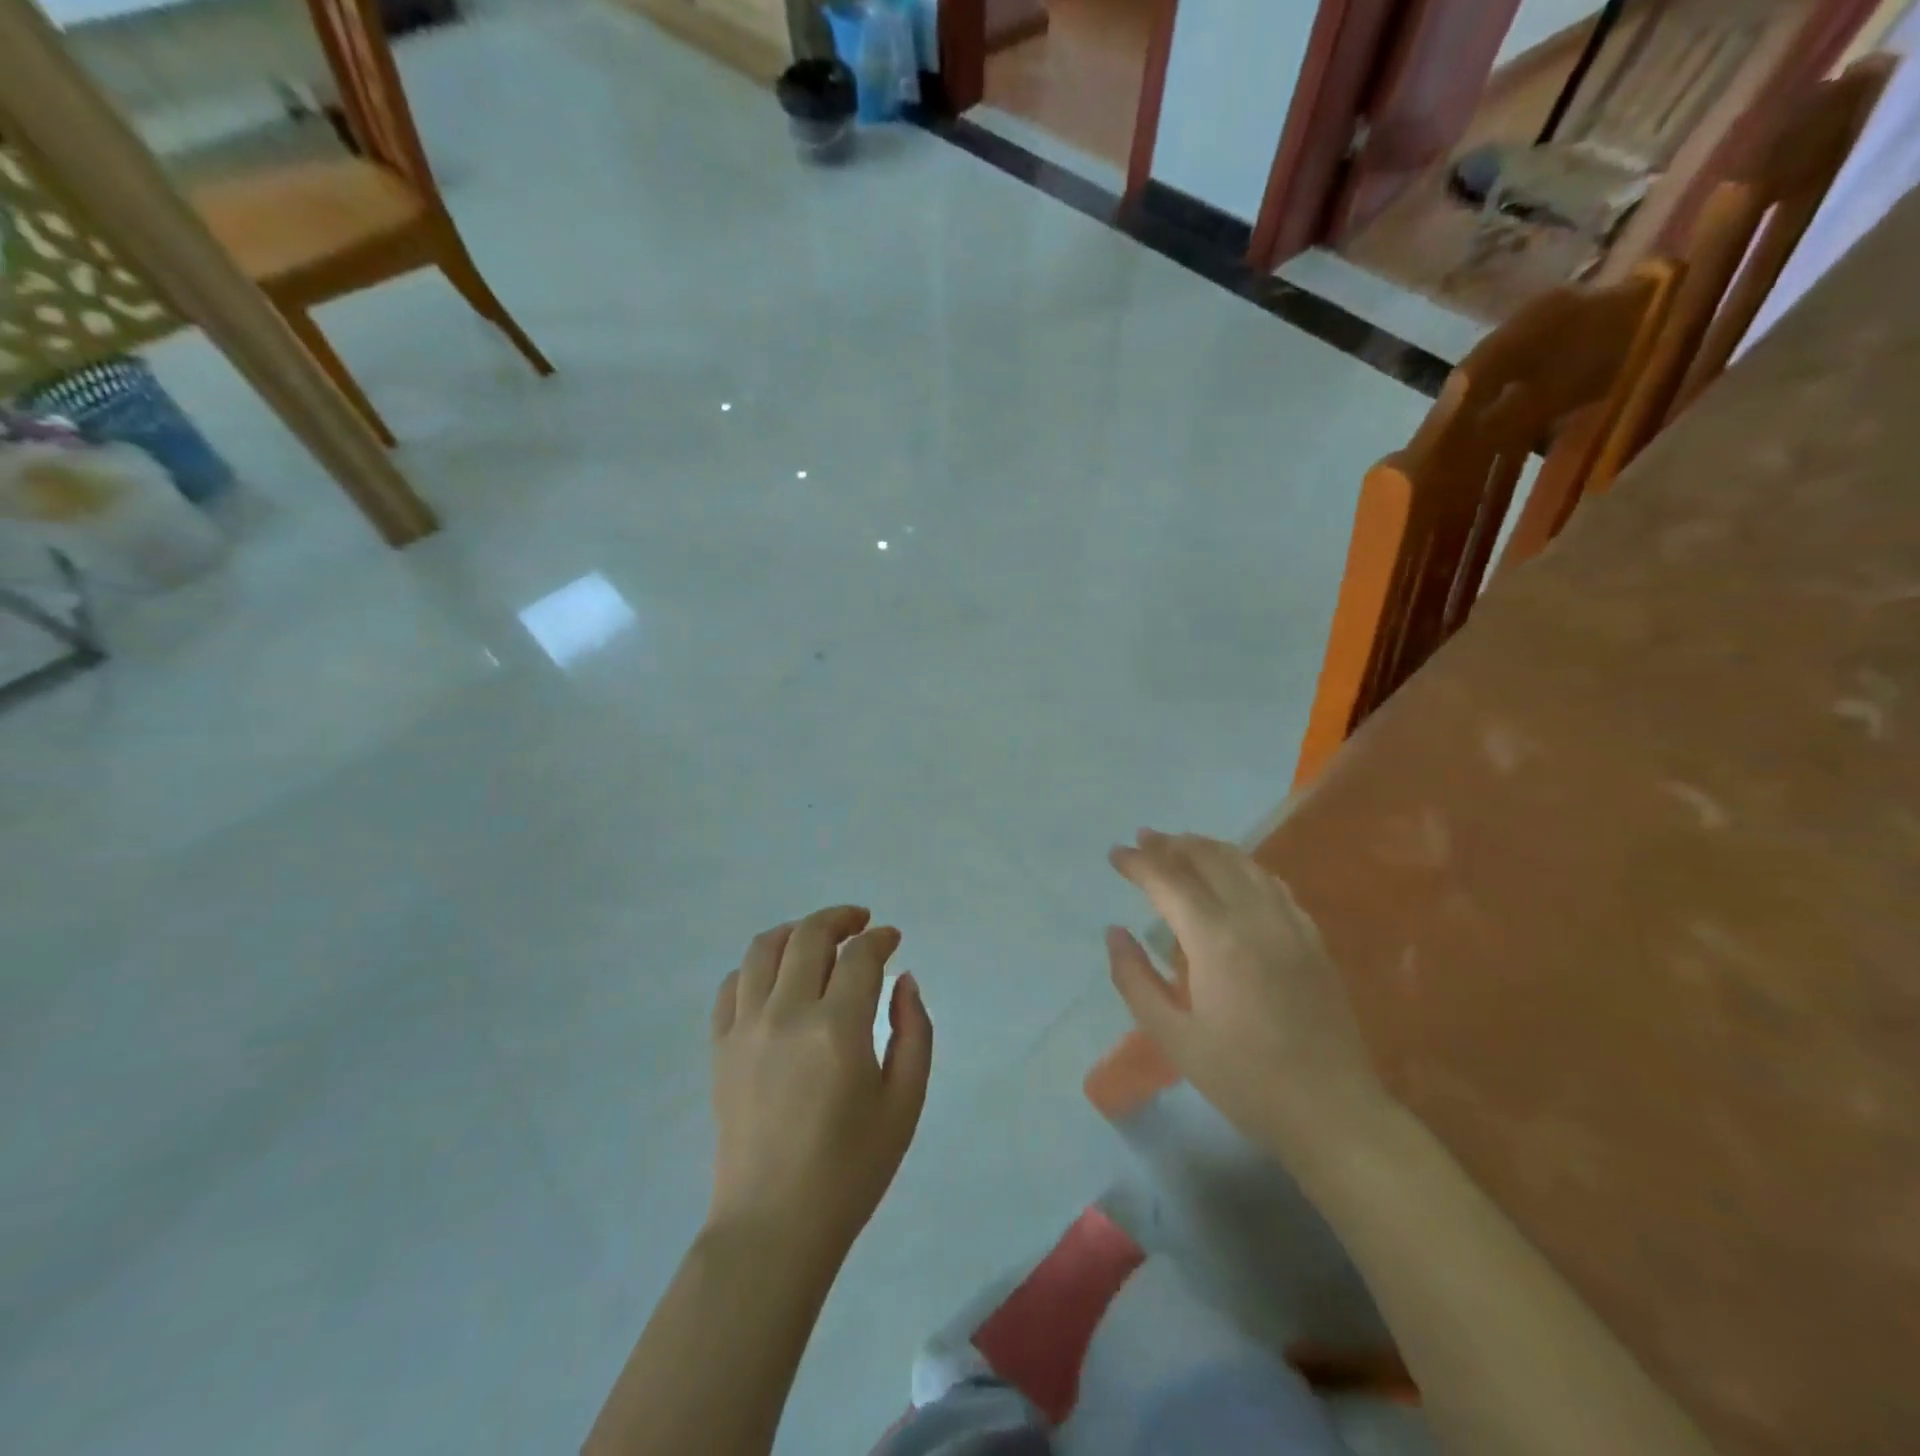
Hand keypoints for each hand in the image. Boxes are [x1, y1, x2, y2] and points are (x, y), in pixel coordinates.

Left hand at [707, 906, 933, 1260]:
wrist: (774, 1226)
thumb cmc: (851, 1170)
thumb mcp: (905, 1103)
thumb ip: (914, 1032)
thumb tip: (904, 980)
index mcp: (838, 1029)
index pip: (860, 956)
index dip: (880, 938)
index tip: (892, 939)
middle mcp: (787, 1014)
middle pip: (809, 936)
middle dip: (840, 919)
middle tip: (860, 923)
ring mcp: (746, 1029)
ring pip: (763, 949)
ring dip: (795, 932)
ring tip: (816, 939)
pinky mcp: (720, 1048)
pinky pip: (731, 986)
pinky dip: (755, 967)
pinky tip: (775, 979)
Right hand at [1105, 831, 1392, 1167]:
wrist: (1331, 1111)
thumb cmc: (1243, 1079)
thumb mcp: (1174, 1037)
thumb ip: (1135, 979)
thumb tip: (1114, 933)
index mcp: (1216, 939)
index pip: (1169, 881)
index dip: (1139, 863)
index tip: (1115, 853)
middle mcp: (1255, 917)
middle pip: (1208, 859)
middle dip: (1172, 844)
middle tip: (1144, 838)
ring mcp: (1290, 924)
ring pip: (1244, 864)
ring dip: (1207, 847)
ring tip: (1181, 844)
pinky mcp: (1312, 938)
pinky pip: (1273, 884)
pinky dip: (1244, 867)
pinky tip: (1234, 872)